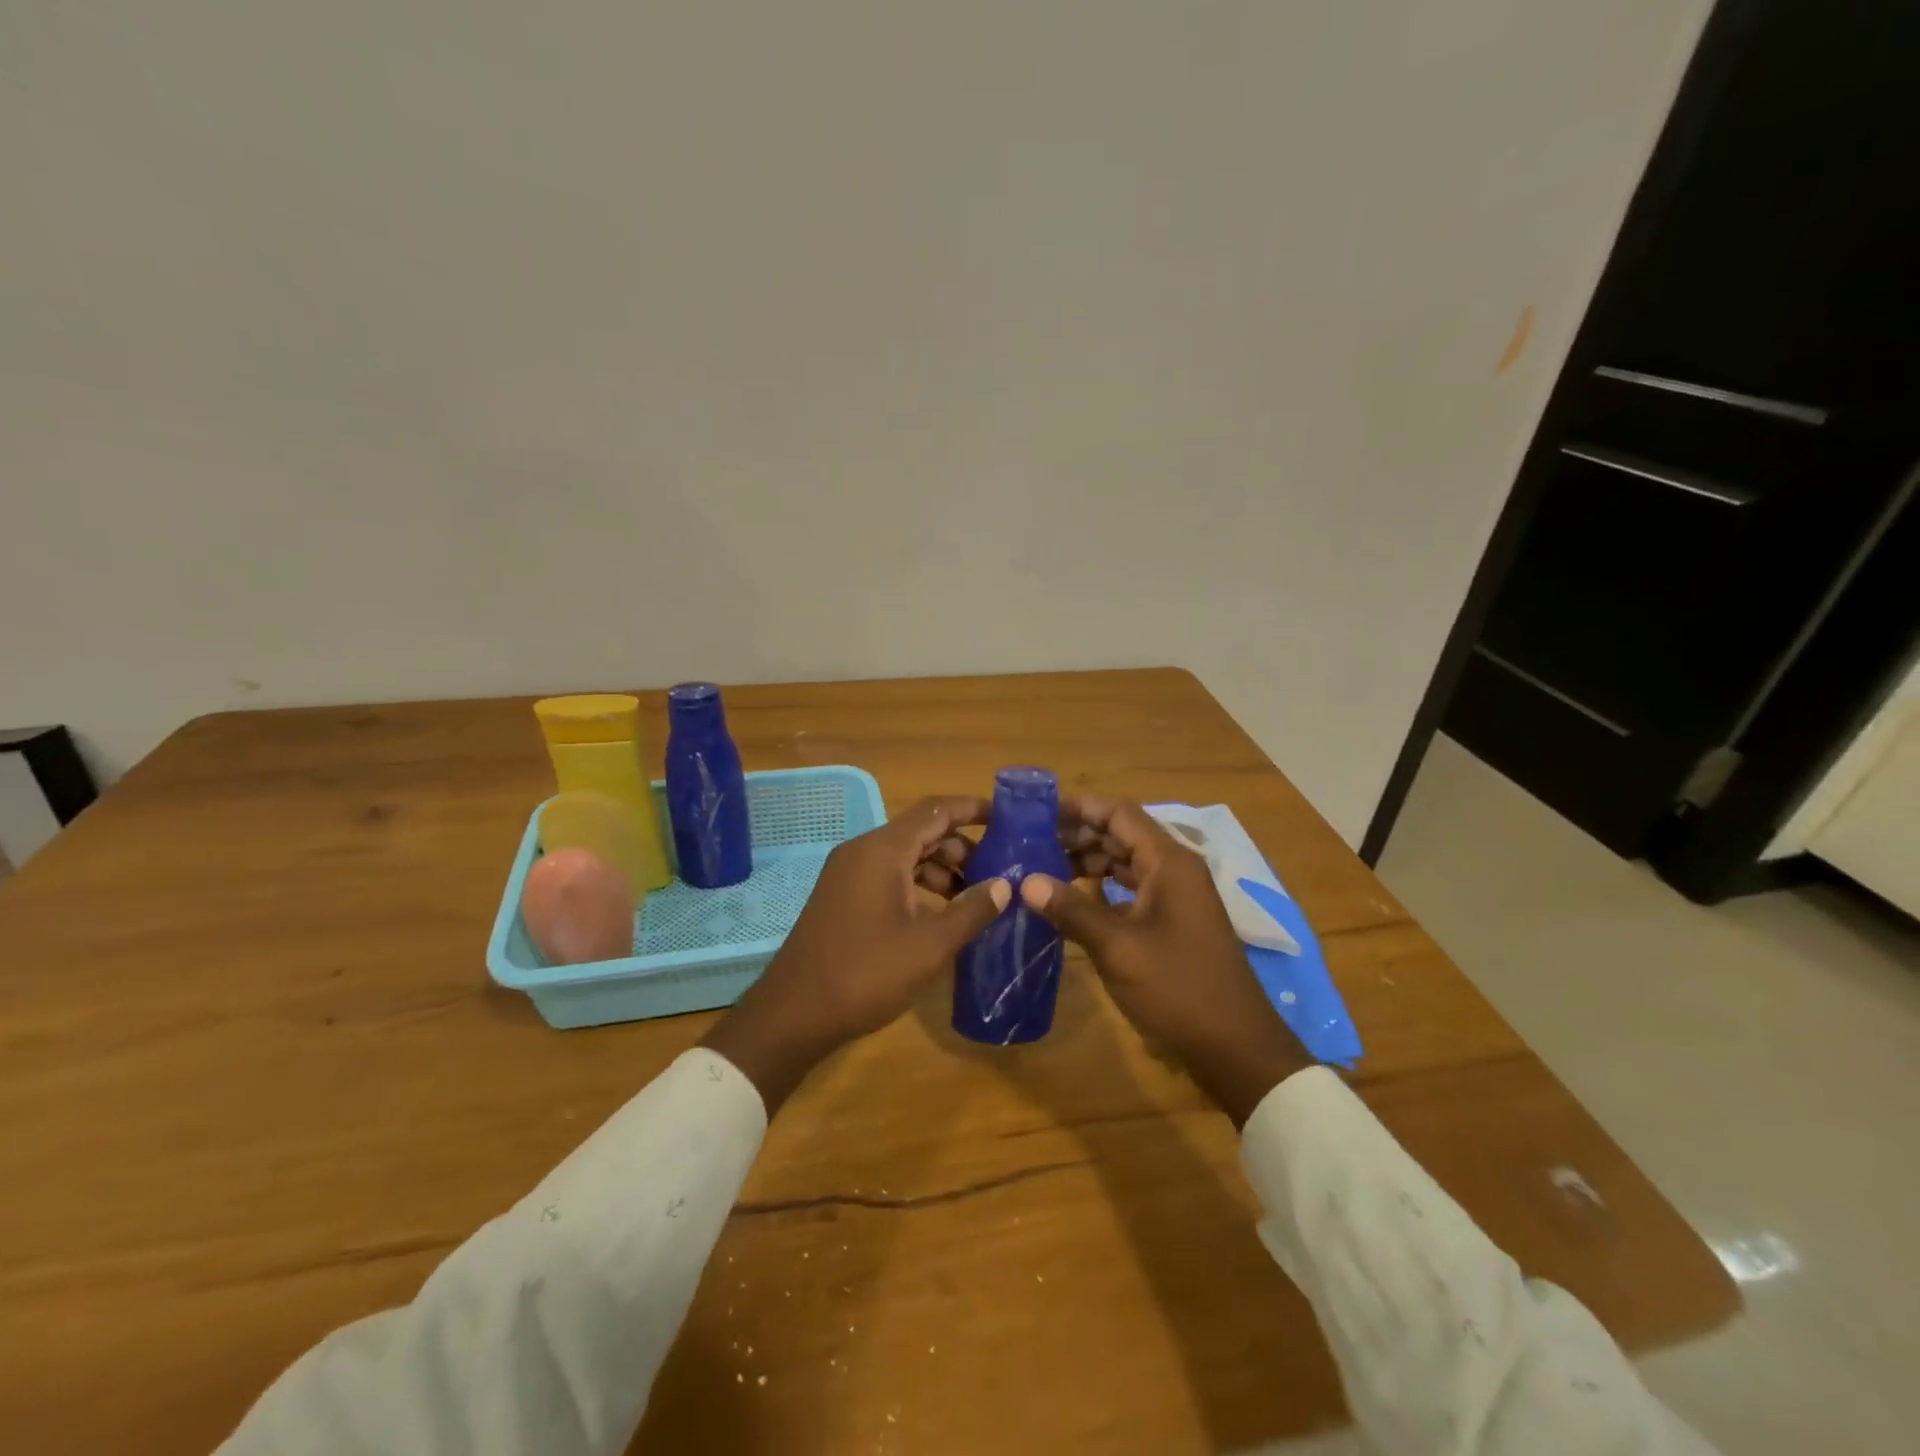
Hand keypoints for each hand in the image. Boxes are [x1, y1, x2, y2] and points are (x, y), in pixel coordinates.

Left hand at [700, 796, 1010, 1111]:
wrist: (794, 1013)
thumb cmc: (866, 974)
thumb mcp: (929, 946)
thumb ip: (971, 911)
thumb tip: (1004, 885)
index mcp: (883, 850)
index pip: (936, 810)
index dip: (972, 809)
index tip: (1007, 817)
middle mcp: (863, 851)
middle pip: (921, 830)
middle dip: (961, 846)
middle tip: (996, 871)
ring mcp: (848, 873)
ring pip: (904, 854)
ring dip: (940, 868)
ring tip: (973, 897)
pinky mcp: (842, 895)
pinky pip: (887, 874)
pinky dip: (917, 883)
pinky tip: (939, 914)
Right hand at [1023, 793, 1312, 1124]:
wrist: (1234, 1045)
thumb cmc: (1178, 987)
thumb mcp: (1118, 948)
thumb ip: (1072, 910)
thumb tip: (1026, 881)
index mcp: (1168, 861)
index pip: (1119, 813)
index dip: (1078, 807)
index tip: (1036, 812)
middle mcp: (1174, 868)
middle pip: (1121, 833)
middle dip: (1077, 834)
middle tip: (1031, 842)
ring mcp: (1175, 895)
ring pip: (1125, 862)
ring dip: (1087, 862)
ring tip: (1043, 869)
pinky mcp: (1172, 920)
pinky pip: (1131, 889)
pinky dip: (1101, 889)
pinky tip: (1071, 903)